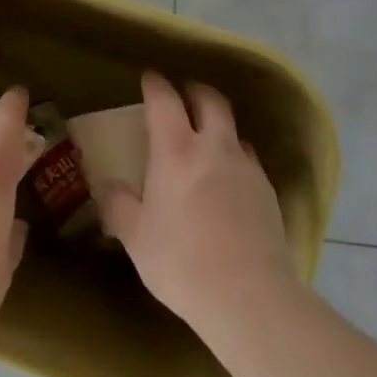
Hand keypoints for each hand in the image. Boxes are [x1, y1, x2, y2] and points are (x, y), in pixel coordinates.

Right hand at [98, 72, 299, 332]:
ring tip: (207, 141)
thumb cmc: (182, 262)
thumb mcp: (136, 236)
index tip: (149, 79)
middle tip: (183, 95)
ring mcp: (246, 168)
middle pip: (210, 101)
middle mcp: (214, 147)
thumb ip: (118, 205)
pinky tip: (228, 181)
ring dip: (218, 126)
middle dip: (195, 92)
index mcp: (176, 151)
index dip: (155, 84)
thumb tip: (108, 186)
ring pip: (233, 130)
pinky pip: (249, 160)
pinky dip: (235, 158)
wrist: (250, 297)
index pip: (165, 100)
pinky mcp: (268, 192)